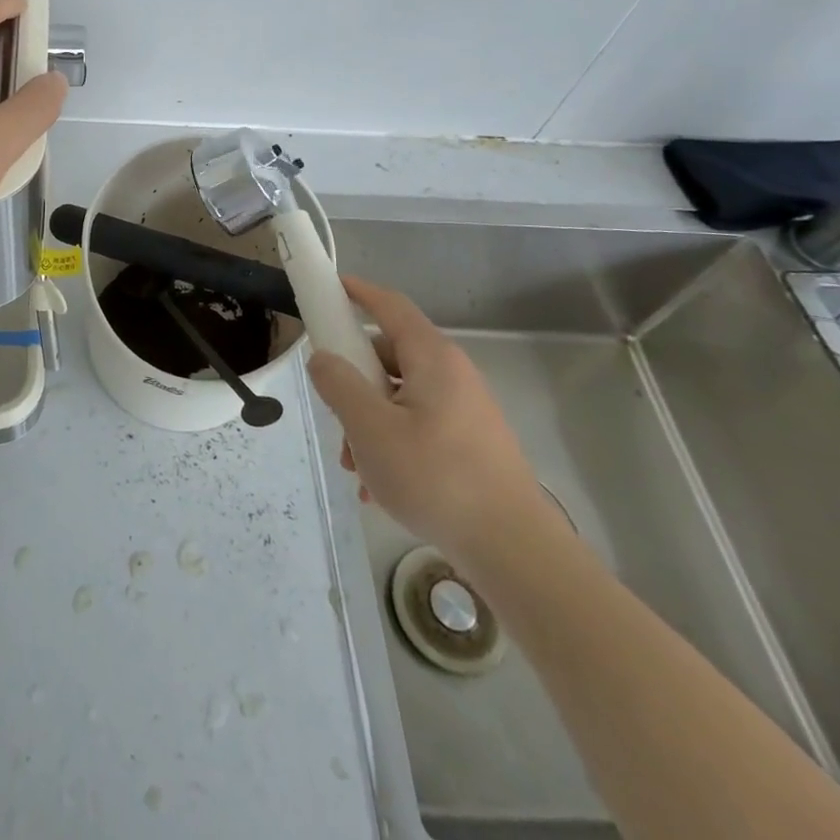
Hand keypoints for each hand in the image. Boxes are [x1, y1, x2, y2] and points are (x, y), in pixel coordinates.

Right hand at [306, 276, 558, 567]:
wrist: (515, 551)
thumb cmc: (437, 478)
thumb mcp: (370, 429)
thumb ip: (339, 385)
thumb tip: (323, 358)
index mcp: (432, 358)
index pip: (390, 306)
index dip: (358, 291)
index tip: (328, 288)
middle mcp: (452, 375)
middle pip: (389, 356)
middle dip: (353, 380)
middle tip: (331, 410)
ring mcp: (465, 411)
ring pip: (400, 397)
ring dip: (368, 421)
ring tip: (355, 466)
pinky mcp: (471, 444)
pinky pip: (418, 426)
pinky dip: (392, 443)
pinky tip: (378, 488)